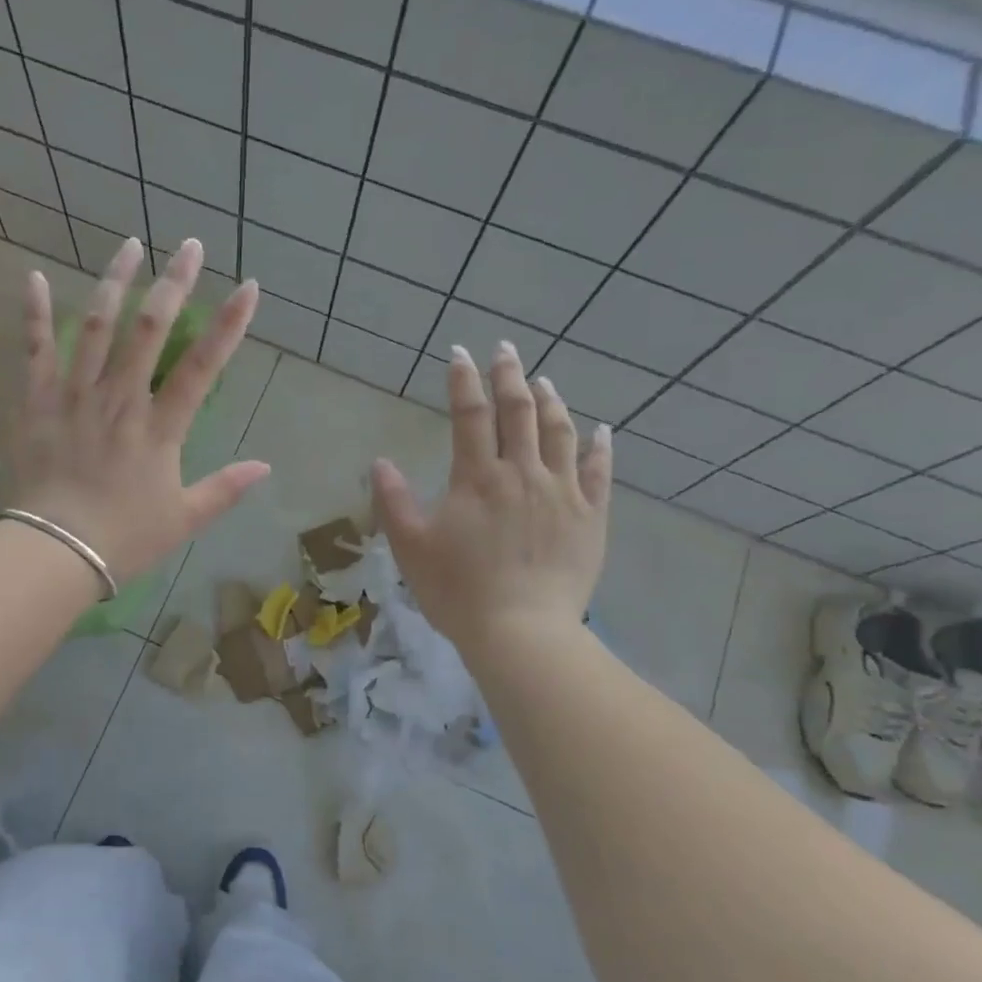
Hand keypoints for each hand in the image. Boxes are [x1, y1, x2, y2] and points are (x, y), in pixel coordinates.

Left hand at [4, 236, 270, 581]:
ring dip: (115, 282)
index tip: (247, 286)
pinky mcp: (35, 403)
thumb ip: (225, 489)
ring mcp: (75, 396)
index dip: (228, 324)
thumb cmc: (123, 539)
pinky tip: (36, 277)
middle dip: (173, 283)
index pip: (202, 367)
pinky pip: (35, 351)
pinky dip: (35, 313)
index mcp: (160, 429)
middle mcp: (120, 400)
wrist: (52, 553)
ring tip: (130, 244)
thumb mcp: (183, 520)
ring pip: (96, 327)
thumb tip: (265, 466)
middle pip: (150, 331)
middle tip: (188, 244)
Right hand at [373, 343, 612, 650]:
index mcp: (477, 478)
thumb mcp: (410, 547)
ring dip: (550, 401)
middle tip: (504, 349)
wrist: (522, 633)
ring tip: (544, 380)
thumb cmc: (458, 591)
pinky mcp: (591, 518)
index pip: (470, 415)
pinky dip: (600, 447)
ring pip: (560, 433)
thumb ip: (393, 501)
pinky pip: (599, 473)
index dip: (463, 381)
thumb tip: (380, 461)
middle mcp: (523, 473)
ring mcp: (562, 493)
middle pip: (519, 412)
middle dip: (509, 375)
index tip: (459, 353)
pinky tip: (601, 430)